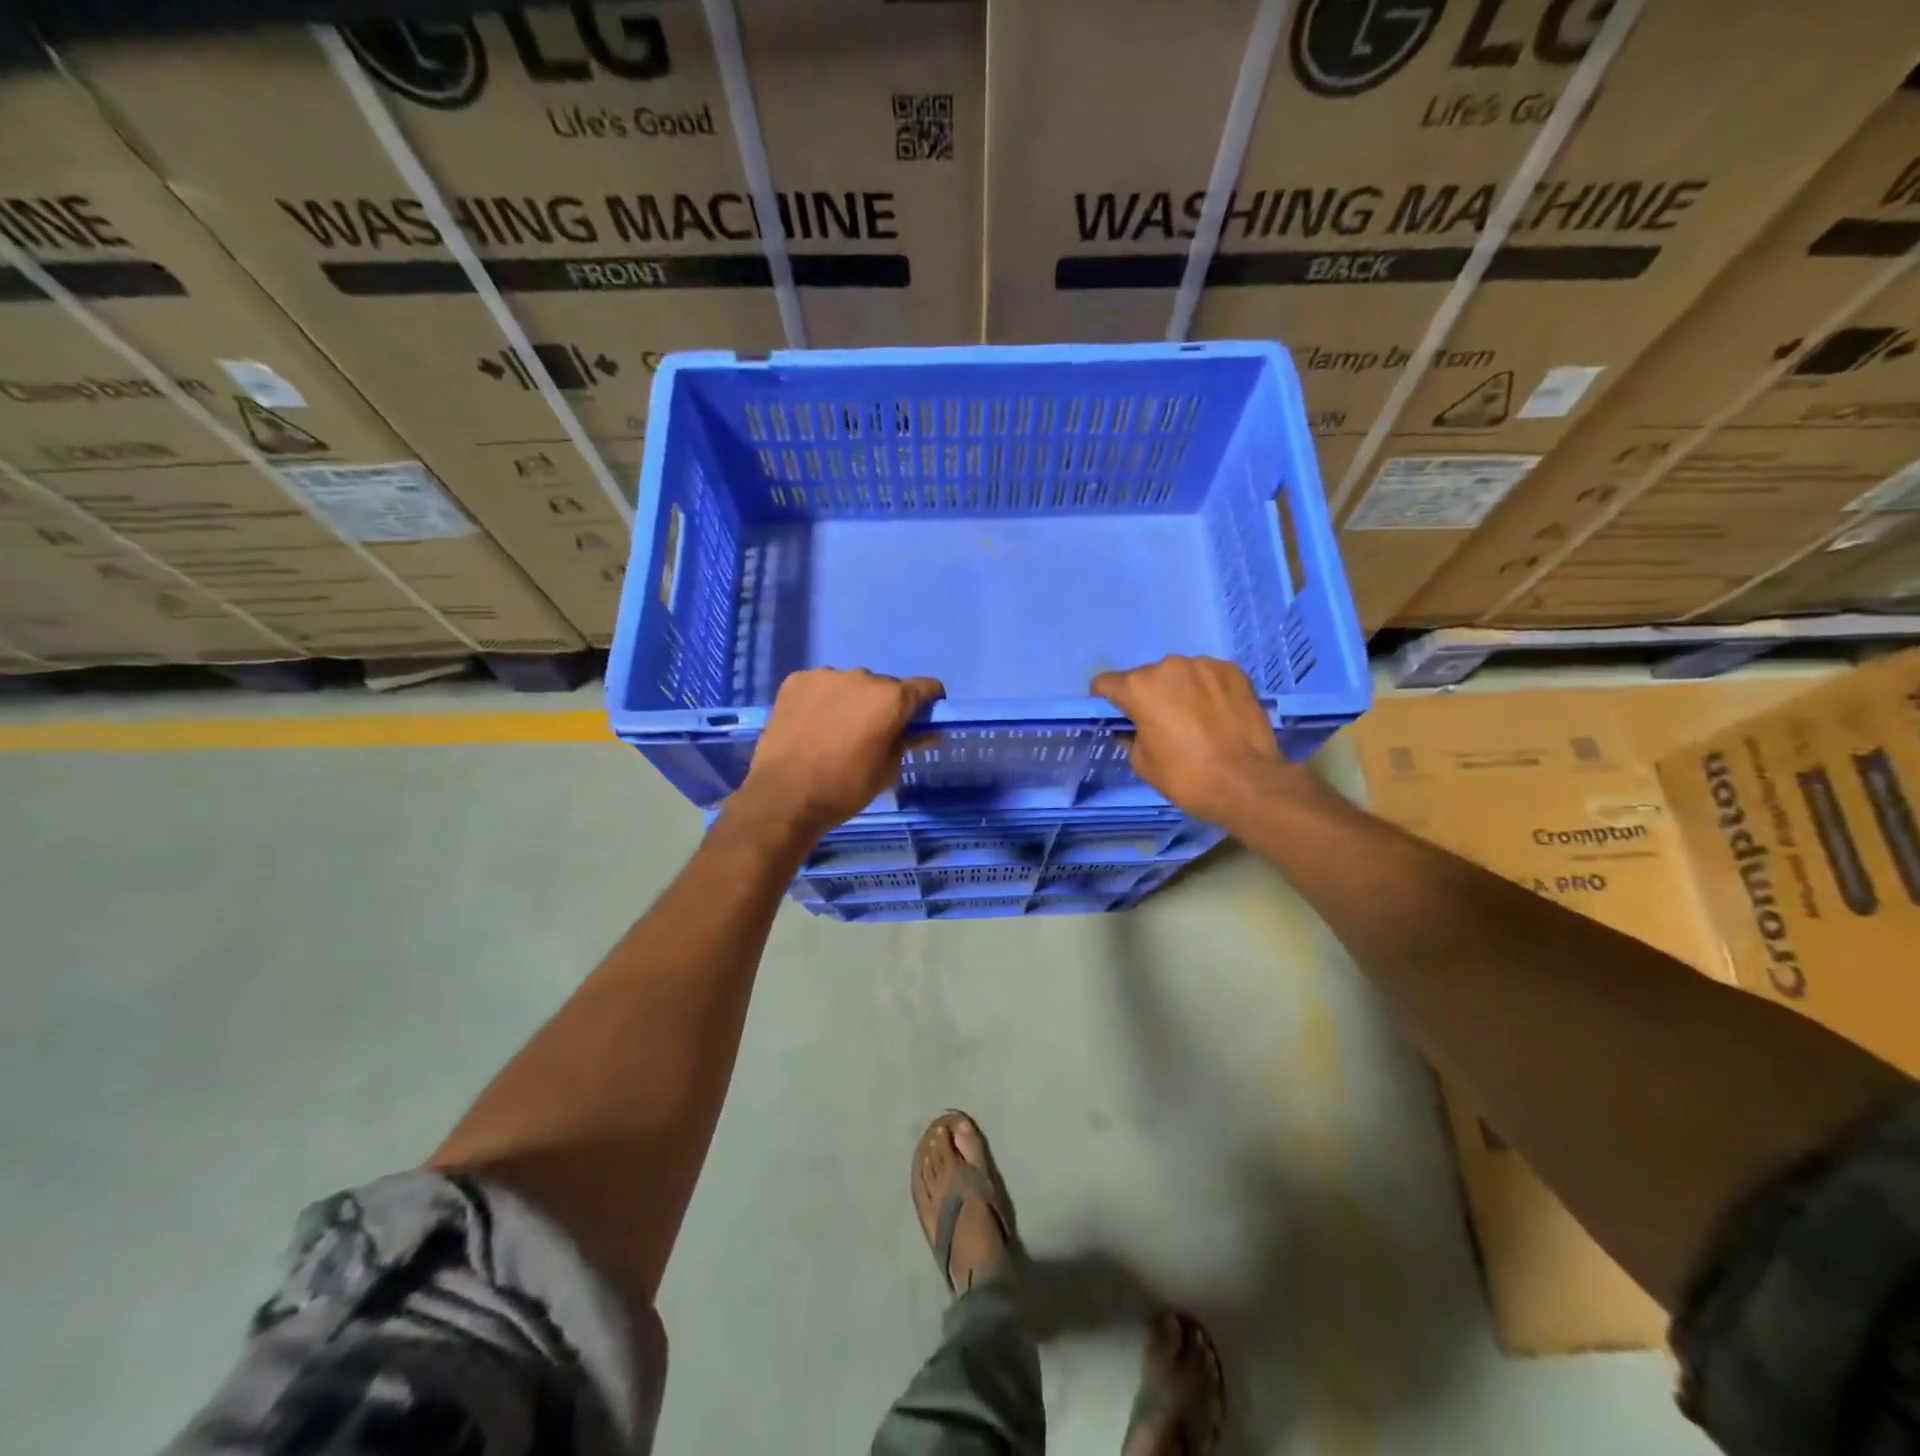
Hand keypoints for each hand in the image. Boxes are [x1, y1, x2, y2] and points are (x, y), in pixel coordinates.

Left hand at [729, 667, 943, 843]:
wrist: (783, 796)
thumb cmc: (844, 788)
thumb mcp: (887, 771)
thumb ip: (907, 743)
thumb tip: (923, 733)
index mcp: (891, 699)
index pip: (925, 687)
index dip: (929, 701)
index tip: (921, 718)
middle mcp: (862, 677)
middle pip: (884, 686)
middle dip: (884, 705)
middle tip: (871, 734)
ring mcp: (825, 676)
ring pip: (850, 685)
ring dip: (851, 701)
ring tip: (835, 731)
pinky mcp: (796, 681)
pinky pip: (820, 686)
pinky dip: (822, 700)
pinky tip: (811, 725)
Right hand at [1092, 656, 1315, 828]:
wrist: (1248, 783)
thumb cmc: (1186, 777)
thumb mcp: (1142, 763)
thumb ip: (1130, 736)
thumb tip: (1132, 728)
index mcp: (1140, 687)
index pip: (1105, 683)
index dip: (1105, 702)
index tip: (1117, 718)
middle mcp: (1169, 666)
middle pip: (1145, 677)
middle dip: (1147, 697)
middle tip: (1160, 724)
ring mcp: (1204, 665)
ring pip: (1179, 675)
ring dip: (1178, 691)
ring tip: (1194, 720)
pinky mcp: (1233, 671)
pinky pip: (1208, 677)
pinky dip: (1206, 691)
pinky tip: (1217, 715)